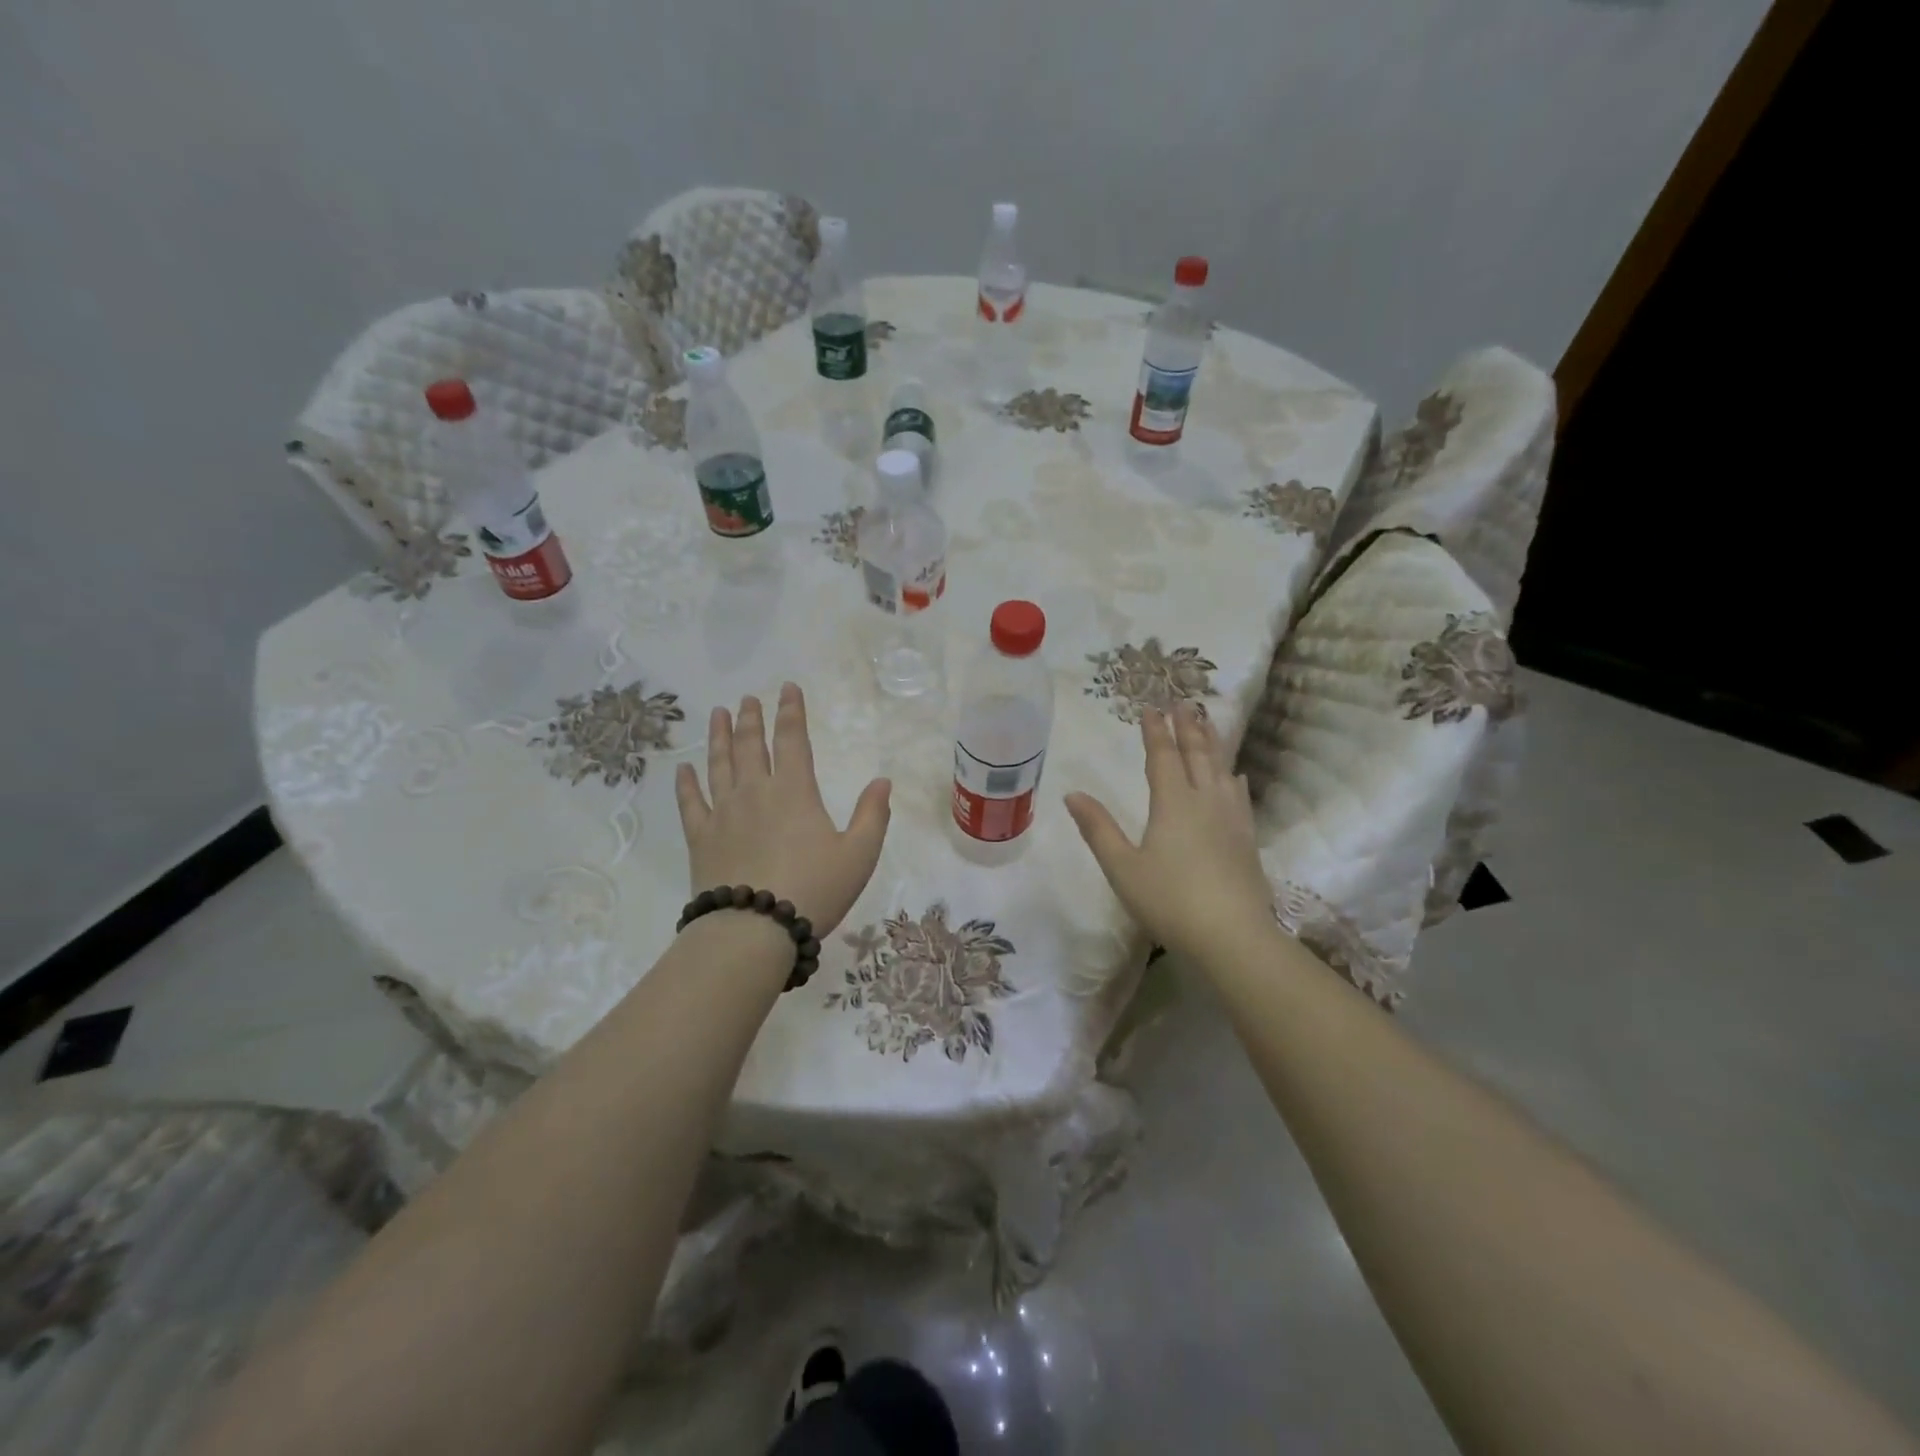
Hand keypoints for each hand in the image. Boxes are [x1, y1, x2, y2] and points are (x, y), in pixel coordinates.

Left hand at [674, 683, 891, 938]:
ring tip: (719, 715)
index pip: (793, 740)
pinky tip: (684, 768)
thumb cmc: (814, 890)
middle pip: (752, 746)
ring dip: (720, 737)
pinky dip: (686, 783)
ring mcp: (723, 813)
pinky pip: (691, 802)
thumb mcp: (859, 855)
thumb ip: (872, 815)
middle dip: (752, 719)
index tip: (787, 688)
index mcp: (795, 792)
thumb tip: (882, 781)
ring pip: (719, 765)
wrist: (754, 929)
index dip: (791, 711)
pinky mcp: (701, 838)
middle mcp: (756, 792)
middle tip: (748, 698)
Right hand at [1064, 703, 1273, 961]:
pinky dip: (1233, 777)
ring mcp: (1231, 818)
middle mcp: (1205, 801)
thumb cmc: (1169, 901)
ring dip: (1212, 743)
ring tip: (1208, 723)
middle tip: (1183, 702)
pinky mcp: (1247, 838)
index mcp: (1173, 803)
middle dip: (1188, 726)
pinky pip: (1239, 795)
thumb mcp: (1122, 867)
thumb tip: (1072, 794)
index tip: (1151, 708)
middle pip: (1197, 754)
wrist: (1232, 936)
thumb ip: (1098, 829)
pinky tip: (1235, 776)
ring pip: (1221, 769)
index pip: (1163, 756)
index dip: (1156, 731)